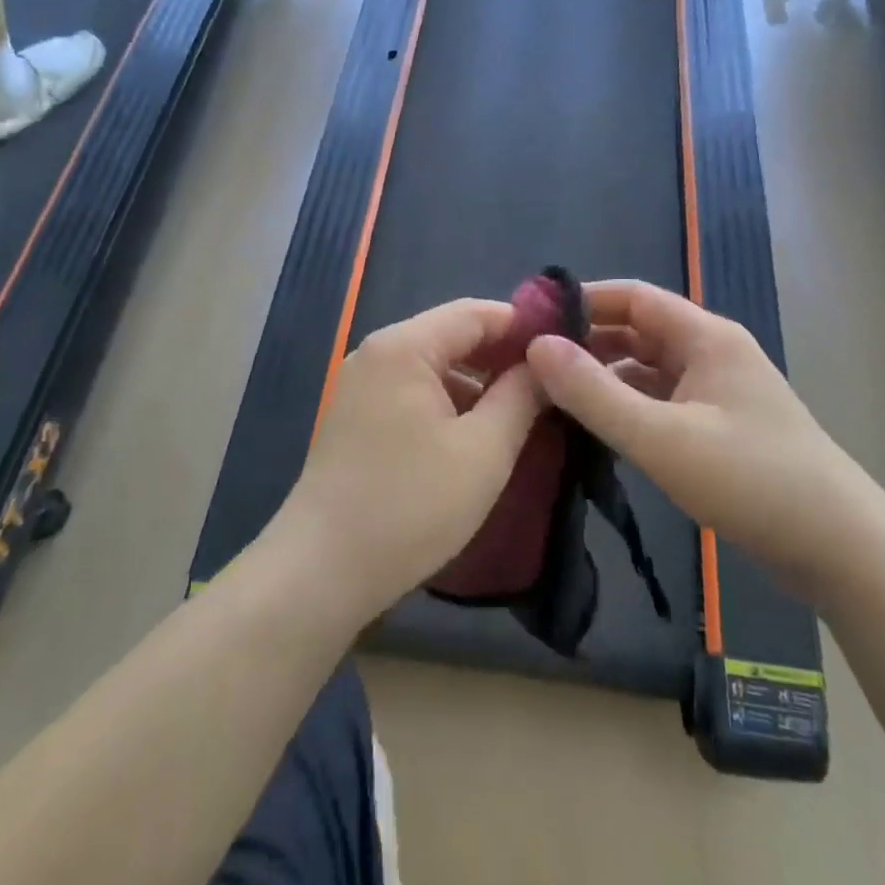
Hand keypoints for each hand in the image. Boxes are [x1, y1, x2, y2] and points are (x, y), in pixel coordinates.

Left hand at [275, 299, 545, 620]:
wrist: (320, 570)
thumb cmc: (410, 506)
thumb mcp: (483, 451)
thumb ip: (520, 398)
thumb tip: (544, 364)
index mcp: (404, 346)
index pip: (474, 313)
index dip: (522, 325)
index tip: (564, 348)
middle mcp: (377, 352)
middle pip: (451, 335)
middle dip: (501, 356)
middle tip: (549, 383)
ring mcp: (360, 383)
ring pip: (432, 365)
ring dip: (475, 381)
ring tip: (520, 411)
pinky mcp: (355, 415)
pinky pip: (411, 390)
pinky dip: (447, 401)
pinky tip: (474, 432)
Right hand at [524, 281, 861, 599]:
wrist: (841, 550)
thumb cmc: (751, 481)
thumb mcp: (661, 437)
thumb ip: (594, 393)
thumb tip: (535, 346)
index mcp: (705, 337)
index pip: (633, 296)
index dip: (583, 300)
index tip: (532, 318)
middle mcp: (711, 353)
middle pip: (638, 330)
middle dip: (587, 341)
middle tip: (531, 361)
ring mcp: (717, 391)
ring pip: (647, 368)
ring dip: (604, 376)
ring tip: (551, 394)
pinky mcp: (719, 427)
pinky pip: (660, 400)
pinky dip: (627, 406)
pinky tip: (596, 428)